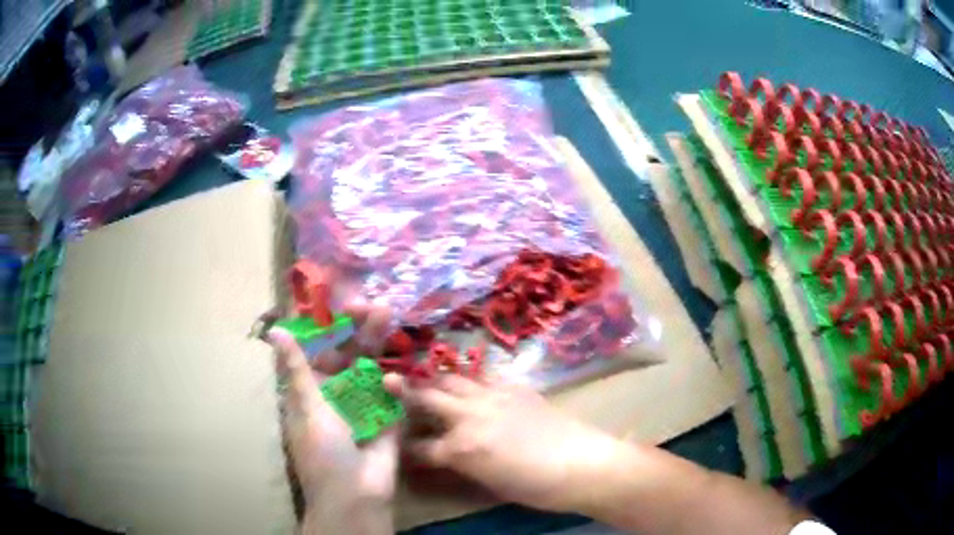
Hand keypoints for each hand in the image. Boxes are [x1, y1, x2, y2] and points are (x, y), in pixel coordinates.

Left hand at [268, 297, 396, 534]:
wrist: (357, 494)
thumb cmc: (322, 451)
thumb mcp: (305, 408)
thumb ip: (296, 369)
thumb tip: (275, 330)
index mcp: (310, 390)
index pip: (315, 350)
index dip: (323, 326)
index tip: (333, 301)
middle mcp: (336, 393)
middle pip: (345, 352)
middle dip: (354, 328)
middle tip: (366, 303)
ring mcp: (364, 404)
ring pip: (369, 366)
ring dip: (375, 341)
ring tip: (385, 312)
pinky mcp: (388, 416)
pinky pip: (390, 391)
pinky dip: (392, 376)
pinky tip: (397, 357)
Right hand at [384, 373, 624, 512]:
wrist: (582, 463)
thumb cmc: (535, 485)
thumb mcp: (489, 484)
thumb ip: (459, 467)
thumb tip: (441, 459)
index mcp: (460, 448)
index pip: (419, 447)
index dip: (406, 447)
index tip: (397, 444)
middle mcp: (469, 416)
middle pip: (427, 398)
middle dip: (404, 391)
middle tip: (387, 380)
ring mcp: (492, 396)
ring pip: (452, 379)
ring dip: (433, 379)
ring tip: (422, 376)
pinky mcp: (514, 387)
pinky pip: (482, 377)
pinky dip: (467, 379)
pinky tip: (466, 382)